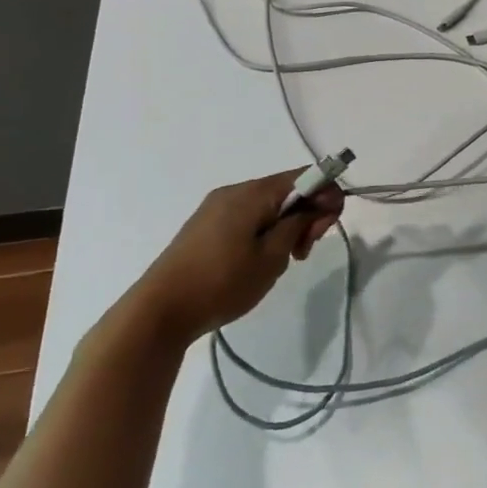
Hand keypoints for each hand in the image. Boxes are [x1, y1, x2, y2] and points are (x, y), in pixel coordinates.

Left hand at [126, 170, 344, 346]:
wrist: (159, 311)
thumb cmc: (222, 283)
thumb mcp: (272, 256)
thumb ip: (300, 222)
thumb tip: (317, 202)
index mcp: (253, 193)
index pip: (307, 176)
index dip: (327, 196)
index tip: (322, 231)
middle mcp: (235, 191)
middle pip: (288, 189)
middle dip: (307, 215)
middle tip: (303, 252)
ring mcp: (216, 207)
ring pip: (270, 205)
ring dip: (287, 226)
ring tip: (281, 262)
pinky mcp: (206, 225)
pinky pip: (249, 216)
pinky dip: (266, 231)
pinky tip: (259, 260)